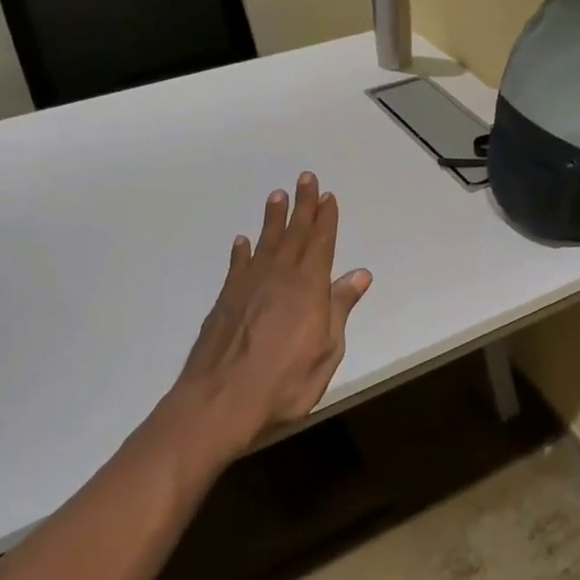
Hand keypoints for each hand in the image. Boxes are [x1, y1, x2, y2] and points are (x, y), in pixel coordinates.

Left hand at [167, 172, 372, 457]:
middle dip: (302, 205)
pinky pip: (237, 266)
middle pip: (294, 233)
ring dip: (273, 219)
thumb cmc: (285, 381)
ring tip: (277, 196)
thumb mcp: (327, 349)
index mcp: (308, 286)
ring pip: (265, 243)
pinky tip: (242, 242)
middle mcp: (279, 276)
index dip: (325, 218)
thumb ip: (340, 308)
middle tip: (306, 178)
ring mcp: (248, 286)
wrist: (221, 401)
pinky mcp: (225, 301)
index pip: (320, 243)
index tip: (328, 196)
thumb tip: (359, 274)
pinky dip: (241, 252)